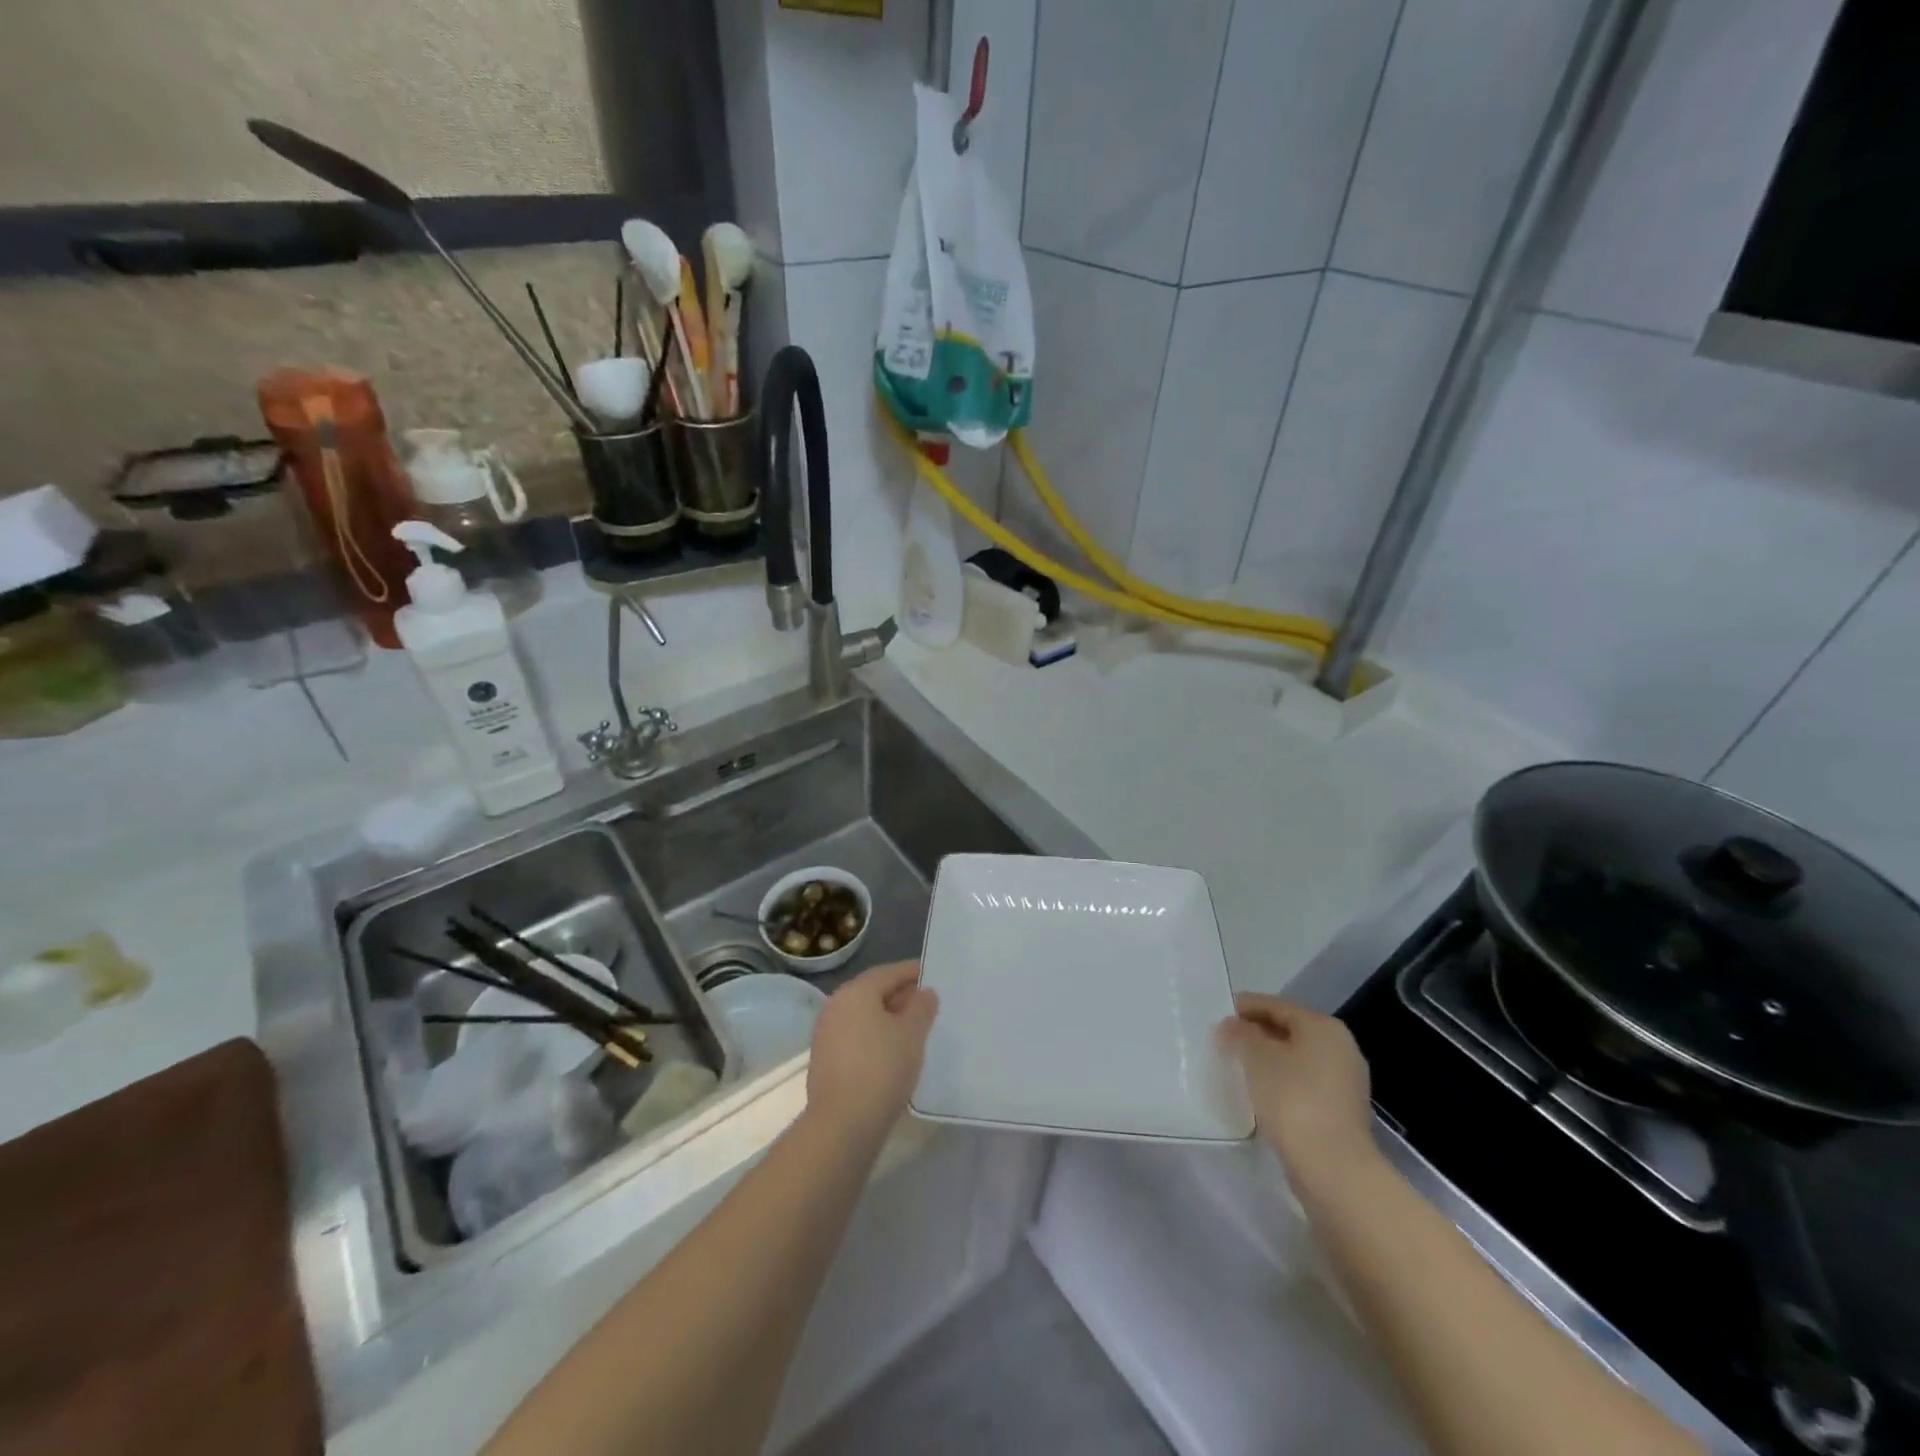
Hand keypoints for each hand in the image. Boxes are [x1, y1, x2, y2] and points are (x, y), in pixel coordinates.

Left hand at [806, 961, 938, 1141]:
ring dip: (887, 1018)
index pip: (888, 972)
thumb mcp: (912, 1033)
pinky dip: (875, 1037)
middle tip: (927, 1003)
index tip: (932, 975)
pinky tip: (893, 1052)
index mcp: (855, 992)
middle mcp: (836, 1006)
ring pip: (863, 1016)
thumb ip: (921, 1007)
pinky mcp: (825, 1060)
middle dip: (900, 995)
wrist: (843, 1124)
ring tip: (914, 1029)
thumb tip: (924, 992)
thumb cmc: (882, 1068)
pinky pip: (856, 1037)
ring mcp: (826, 1034)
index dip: (912, 972)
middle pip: (873, 992)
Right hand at [1217, 994, 1377, 1197]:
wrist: (1333, 1169)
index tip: (1219, 1014)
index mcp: (1323, 1027)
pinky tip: (1259, 1093)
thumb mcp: (1257, 1058)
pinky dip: (1281, 1081)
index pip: (1277, 1005)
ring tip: (1237, 1067)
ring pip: (1296, 1058)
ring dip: (1268, 1059)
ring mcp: (1345, 1082)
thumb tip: (1231, 1027)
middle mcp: (1340, 1048)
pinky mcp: (1341, 1111)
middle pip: (1289, 1030)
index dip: (1246, 1007)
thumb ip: (1240, 1034)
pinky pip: (1303, 1083)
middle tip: (1225, 1041)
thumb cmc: (1293, 1100)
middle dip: (1257, 1034)